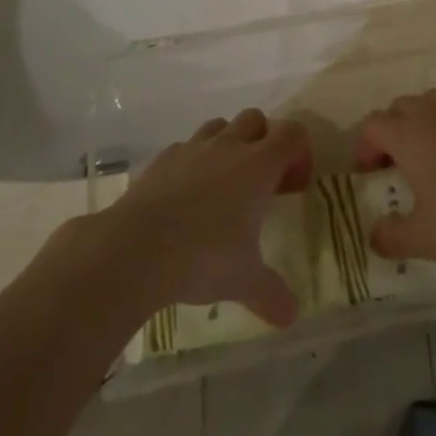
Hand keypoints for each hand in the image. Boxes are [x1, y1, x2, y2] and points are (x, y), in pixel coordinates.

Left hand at [100, 109, 313, 326]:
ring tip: (223, 182)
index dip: (299, 152)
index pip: (293, 133)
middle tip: (261, 180)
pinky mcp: (163, 158)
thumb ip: (271, 293)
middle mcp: (229, 146)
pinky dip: (192, 161)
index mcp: (258, 165)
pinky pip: (185, 147)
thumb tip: (292, 317)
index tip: (293, 186)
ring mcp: (193, 148)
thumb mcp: (244, 280)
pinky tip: (186, 193)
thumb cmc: (203, 256)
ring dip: (228, 143)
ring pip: (220, 125)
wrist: (136, 248)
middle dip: (263, 140)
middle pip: (256, 119)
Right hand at [352, 91, 435, 269]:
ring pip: (430, 104)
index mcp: (408, 134)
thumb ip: (391, 236)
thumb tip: (374, 235)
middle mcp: (433, 112)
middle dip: (390, 132)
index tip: (368, 175)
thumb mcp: (424, 238)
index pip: (372, 125)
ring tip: (428, 160)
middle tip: (394, 166)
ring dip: (419, 124)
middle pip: (399, 108)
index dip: (364, 148)